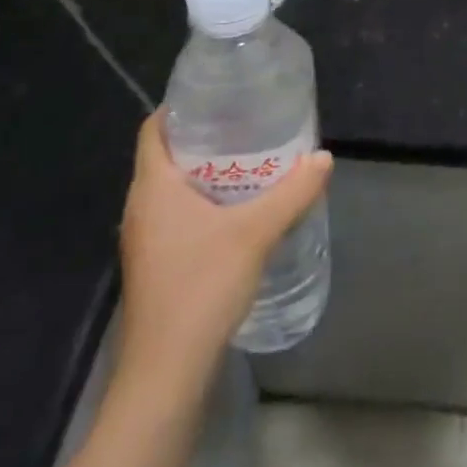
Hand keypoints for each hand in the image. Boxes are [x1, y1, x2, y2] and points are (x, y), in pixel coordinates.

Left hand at [117, 110, 332, 389]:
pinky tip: (241, 209)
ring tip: (253, 159)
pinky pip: (180, 214)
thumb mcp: (255, 233)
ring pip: (175, 188)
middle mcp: (142, 207)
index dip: (181, 107)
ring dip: (209, 172)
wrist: (167, 371)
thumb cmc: (201, 287)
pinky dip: (206, 201)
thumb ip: (292, 192)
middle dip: (206, 136)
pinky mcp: (159, 263)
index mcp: (153, 188)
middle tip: (250, 122)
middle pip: (168, 156)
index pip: (155, 129)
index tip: (220, 95)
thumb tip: (324, 157)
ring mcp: (148, 238)